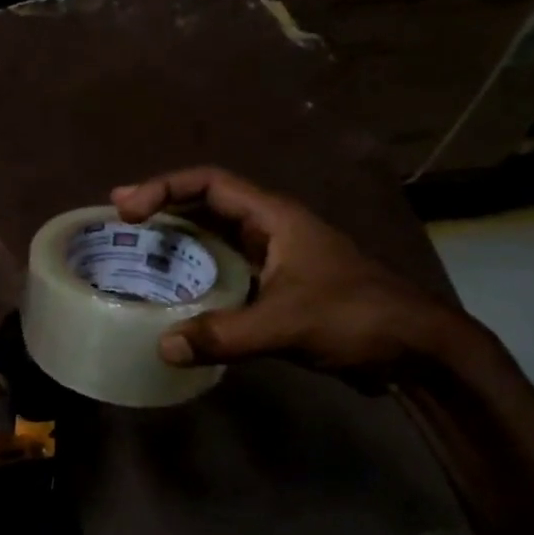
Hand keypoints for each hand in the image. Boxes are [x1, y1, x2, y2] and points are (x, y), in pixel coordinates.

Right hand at [111, 166, 467, 377]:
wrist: (415, 351)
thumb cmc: (356, 318)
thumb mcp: (287, 323)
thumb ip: (225, 335)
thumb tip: (163, 347)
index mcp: (274, 217)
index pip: (211, 184)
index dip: (165, 188)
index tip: (126, 208)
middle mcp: (270, 230)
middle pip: (206, 207)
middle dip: (163, 212)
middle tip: (118, 227)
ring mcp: (275, 260)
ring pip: (215, 242)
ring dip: (178, 246)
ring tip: (136, 260)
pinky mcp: (277, 290)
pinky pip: (225, 275)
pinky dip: (196, 281)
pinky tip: (174, 300)